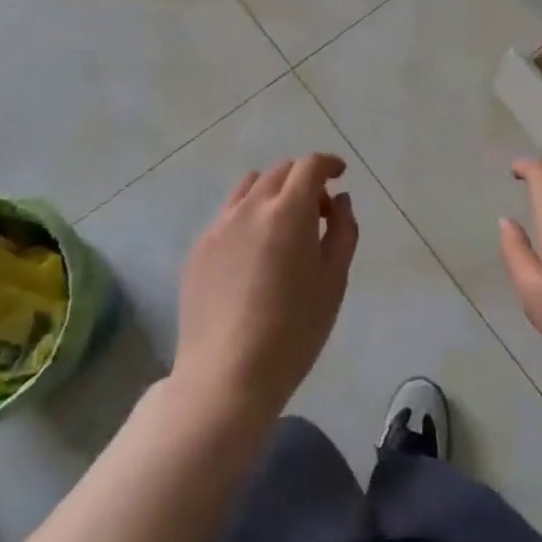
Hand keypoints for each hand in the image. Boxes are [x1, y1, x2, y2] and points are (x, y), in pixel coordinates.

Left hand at [173, 155, 358, 422]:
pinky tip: (254, 255)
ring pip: (249, 188)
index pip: (309, 166)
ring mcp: (218, 227)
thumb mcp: (334, 280)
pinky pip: (228, 216)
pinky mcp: (198, 250)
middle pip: (279, 172)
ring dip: (272, 193)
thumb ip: (343, 231)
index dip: (328, 164)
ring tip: (283, 228)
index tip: (340, 175)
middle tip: (319, 214)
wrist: (227, 377)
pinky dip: (248, 217)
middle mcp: (250, 207)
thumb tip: (340, 202)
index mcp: (288, 211)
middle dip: (303, 181)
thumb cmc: (294, 331)